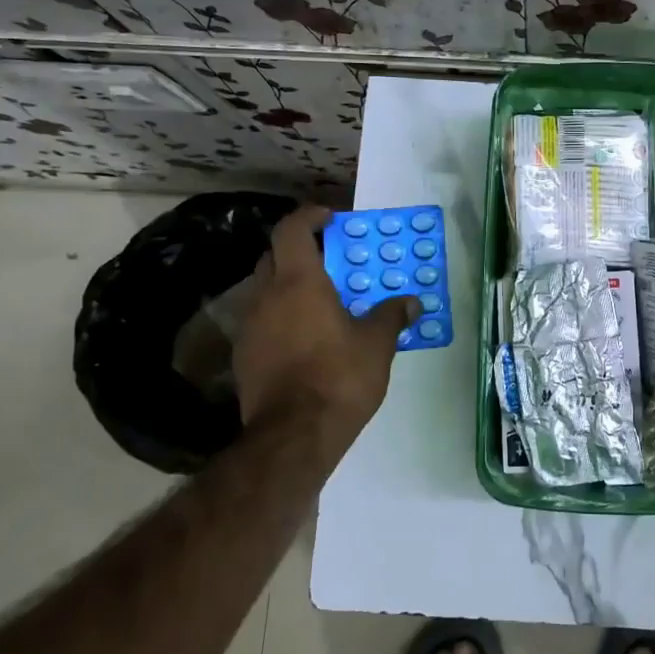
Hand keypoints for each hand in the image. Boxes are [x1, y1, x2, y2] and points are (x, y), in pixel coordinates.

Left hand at [231, 206, 418, 455]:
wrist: (292, 437)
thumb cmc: (338, 378)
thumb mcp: (377, 345)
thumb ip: (391, 316)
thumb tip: (411, 302)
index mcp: (299, 282)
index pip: (292, 229)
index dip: (309, 217)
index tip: (330, 218)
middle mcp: (266, 296)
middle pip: (274, 257)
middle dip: (299, 251)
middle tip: (330, 262)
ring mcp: (249, 327)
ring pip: (265, 290)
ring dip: (288, 287)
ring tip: (321, 303)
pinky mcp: (243, 357)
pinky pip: (262, 321)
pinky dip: (281, 317)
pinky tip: (304, 339)